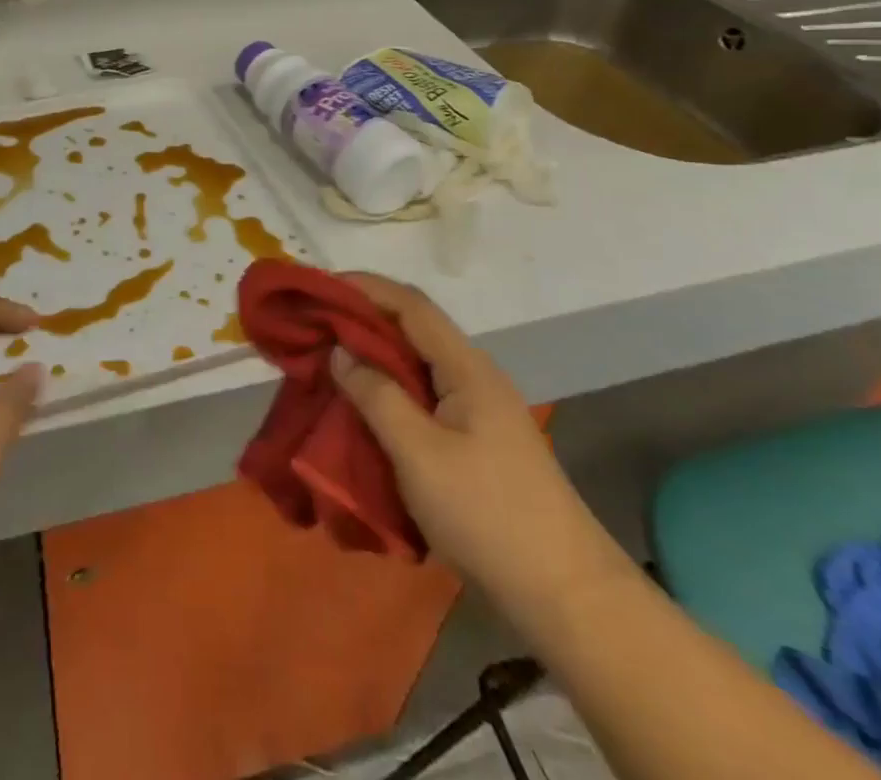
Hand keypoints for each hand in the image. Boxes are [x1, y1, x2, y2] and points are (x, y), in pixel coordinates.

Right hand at [329, 273, 622, 607]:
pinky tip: (366, 407)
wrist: (566, 594)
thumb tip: (340, 351)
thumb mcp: (419, 454)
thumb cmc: (487, 514)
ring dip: (374, 357)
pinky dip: (389, 389)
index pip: (410, 305)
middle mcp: (474, 376)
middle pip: (413, 329)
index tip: (320, 285)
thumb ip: (376, 395)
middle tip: (315, 326)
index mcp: (466, 367)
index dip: (365, 287)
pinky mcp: (477, 440)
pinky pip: (424, 396)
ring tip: (330, 362)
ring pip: (417, 364)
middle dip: (363, 320)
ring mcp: (479, 409)